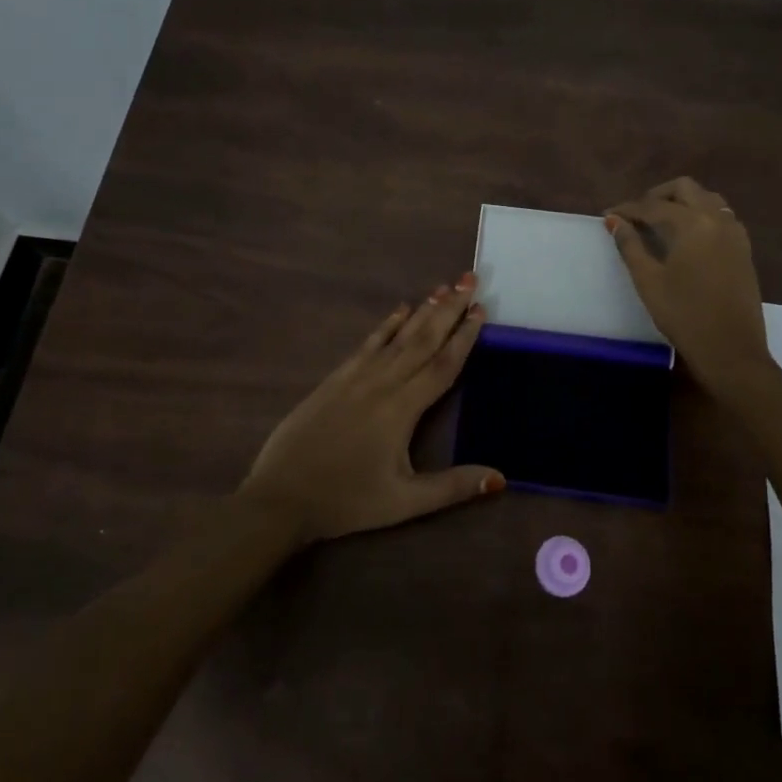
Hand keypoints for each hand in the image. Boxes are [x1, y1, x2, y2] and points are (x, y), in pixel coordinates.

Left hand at [239, 274, 505, 542]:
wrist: (281, 496)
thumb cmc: (347, 501)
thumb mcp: (403, 502)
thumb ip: (452, 487)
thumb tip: (500, 476)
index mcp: (402, 409)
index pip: (442, 364)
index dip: (464, 337)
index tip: (481, 309)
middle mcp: (382, 383)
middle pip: (423, 339)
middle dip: (449, 309)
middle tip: (469, 279)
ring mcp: (356, 377)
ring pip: (398, 336)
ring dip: (423, 310)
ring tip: (443, 286)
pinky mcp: (336, 379)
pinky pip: (369, 343)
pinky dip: (387, 324)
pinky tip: (400, 309)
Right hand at [605, 177, 774, 390]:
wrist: (731, 350)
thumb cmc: (684, 315)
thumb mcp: (649, 280)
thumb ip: (630, 246)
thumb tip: (614, 220)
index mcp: (693, 224)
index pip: (653, 206)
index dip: (628, 209)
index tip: (608, 215)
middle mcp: (717, 220)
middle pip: (685, 189)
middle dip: (657, 196)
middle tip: (636, 214)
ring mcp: (735, 233)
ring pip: (707, 199)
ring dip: (682, 202)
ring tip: (660, 221)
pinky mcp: (743, 249)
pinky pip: (721, 216)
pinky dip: (700, 215)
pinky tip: (686, 236)